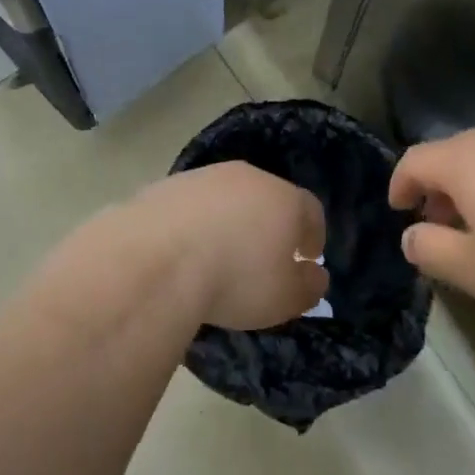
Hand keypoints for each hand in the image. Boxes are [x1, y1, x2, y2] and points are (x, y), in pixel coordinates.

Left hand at [127, 163, 328, 330]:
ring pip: (227, 196)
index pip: (310, 210)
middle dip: (269, 223)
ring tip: (219, 254)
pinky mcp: (167, 185)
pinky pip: (191, 204)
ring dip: (229, 219)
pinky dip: (194, 222)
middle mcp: (247, 177)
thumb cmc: (236, 278)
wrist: (158, 258)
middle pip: (267, 196)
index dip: (313, 234)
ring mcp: (204, 176)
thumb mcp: (285, 297)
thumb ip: (308, 285)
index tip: (308, 256)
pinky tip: (184, 249)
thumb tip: (315, 274)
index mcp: (284, 198)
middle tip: (264, 255)